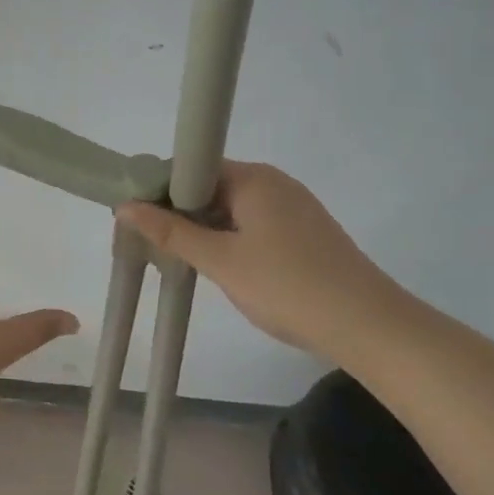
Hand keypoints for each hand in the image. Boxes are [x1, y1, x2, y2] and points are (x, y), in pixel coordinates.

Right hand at [117, 161, 408, 359]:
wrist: (369, 327)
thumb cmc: (288, 287)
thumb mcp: (221, 261)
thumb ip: (171, 233)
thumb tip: (124, 206)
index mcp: (254, 178)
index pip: (191, 168)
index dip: (160, 190)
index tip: (137, 218)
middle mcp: (274, 182)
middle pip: (211, 186)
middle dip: (180, 212)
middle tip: (154, 244)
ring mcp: (293, 207)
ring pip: (232, 208)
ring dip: (205, 228)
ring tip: (181, 259)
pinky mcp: (305, 232)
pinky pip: (253, 224)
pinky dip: (231, 238)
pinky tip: (222, 267)